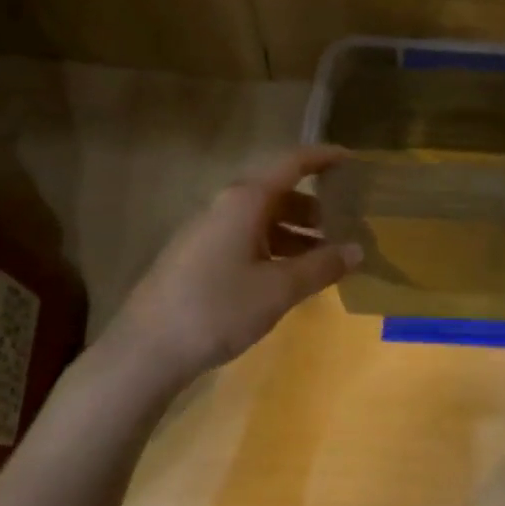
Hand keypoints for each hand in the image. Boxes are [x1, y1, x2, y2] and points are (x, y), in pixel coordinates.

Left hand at [102, 147, 361, 391]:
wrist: (147, 348)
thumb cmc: (218, 309)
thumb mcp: (279, 289)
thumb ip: (321, 266)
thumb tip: (357, 250)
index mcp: (244, 201)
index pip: (291, 163)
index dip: (323, 157)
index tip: (351, 159)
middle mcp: (224, 207)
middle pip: (277, 193)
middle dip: (315, 206)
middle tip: (347, 224)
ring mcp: (207, 232)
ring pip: (261, 220)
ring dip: (296, 233)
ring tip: (325, 258)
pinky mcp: (197, 257)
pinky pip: (246, 240)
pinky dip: (274, 250)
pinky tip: (288, 277)